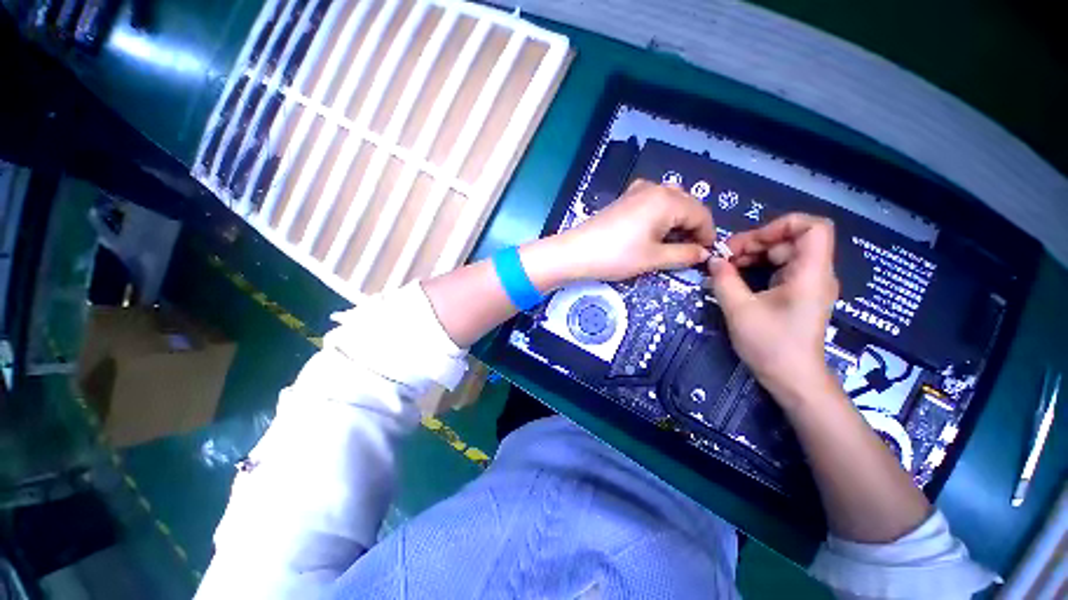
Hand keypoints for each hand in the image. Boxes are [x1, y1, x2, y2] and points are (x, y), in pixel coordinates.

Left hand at [548, 179, 716, 282]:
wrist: (576, 252)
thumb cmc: (617, 255)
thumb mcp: (654, 258)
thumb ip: (685, 254)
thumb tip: (705, 254)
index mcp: (668, 200)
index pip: (701, 214)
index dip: (708, 235)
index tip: (705, 255)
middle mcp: (656, 188)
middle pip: (687, 205)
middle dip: (693, 227)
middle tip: (689, 251)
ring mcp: (637, 191)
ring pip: (670, 201)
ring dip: (677, 220)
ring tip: (672, 242)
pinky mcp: (625, 198)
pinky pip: (653, 201)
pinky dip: (661, 214)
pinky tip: (654, 230)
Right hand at [705, 213, 840, 407]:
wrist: (793, 379)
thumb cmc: (770, 345)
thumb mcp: (739, 310)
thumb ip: (724, 280)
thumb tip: (713, 260)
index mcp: (810, 273)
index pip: (813, 227)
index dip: (780, 225)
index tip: (748, 242)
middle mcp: (815, 273)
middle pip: (791, 239)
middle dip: (756, 242)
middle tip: (725, 258)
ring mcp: (808, 284)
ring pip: (784, 253)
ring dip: (754, 255)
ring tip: (726, 268)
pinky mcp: (799, 294)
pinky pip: (780, 269)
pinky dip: (758, 268)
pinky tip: (737, 278)